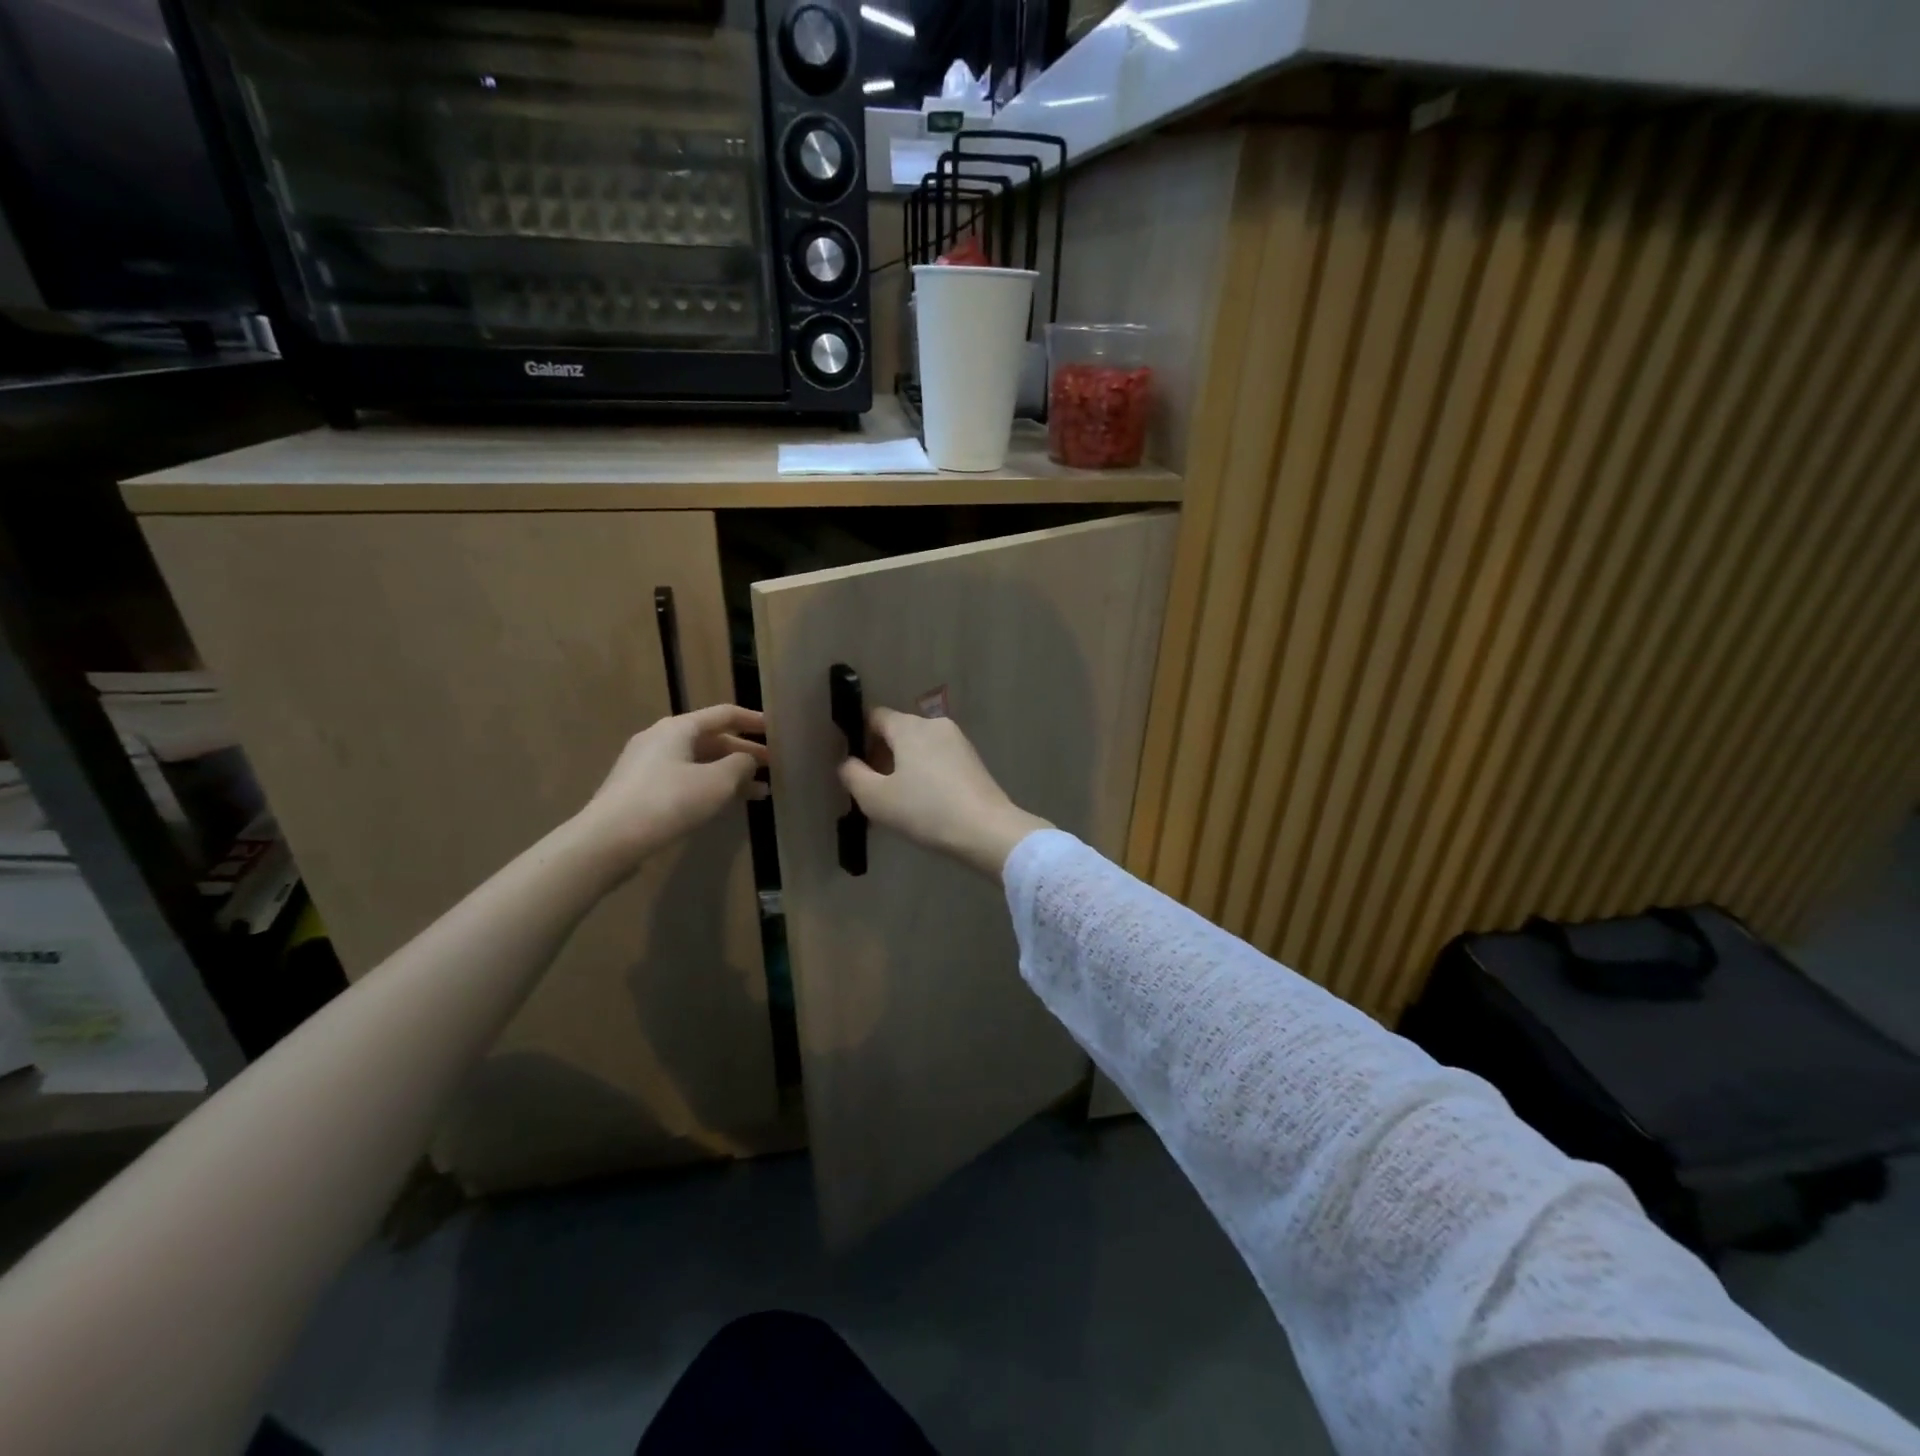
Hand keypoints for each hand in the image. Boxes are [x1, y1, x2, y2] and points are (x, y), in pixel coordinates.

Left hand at [572, 705, 768, 874]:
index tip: (776, 730)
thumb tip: (747, 759)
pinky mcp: (640, 790)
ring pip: (699, 763)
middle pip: (711, 739)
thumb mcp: (716, 782)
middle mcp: (660, 739)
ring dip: (729, 775)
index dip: (753, 720)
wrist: (608, 840)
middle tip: (772, 768)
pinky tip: (725, 804)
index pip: (724, 714)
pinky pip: (684, 780)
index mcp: (678, 728)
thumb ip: (740, 765)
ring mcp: (647, 766)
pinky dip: (709, 787)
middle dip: (744, 754)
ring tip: (759, 793)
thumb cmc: (668, 801)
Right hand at [838, 708, 1051, 878]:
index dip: (860, 738)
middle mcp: (934, 724)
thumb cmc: (925, 810)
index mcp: (909, 726)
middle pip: (899, 731)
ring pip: (920, 746)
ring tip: (900, 800)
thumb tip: (847, 762)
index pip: (875, 717)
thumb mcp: (875, 798)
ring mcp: (958, 741)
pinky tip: (926, 802)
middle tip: (875, 789)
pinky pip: (939, 759)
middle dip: (883, 755)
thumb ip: (853, 775)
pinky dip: (927, 773)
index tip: (856, 767)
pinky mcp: (973, 760)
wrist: (985, 829)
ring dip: (906, 766)